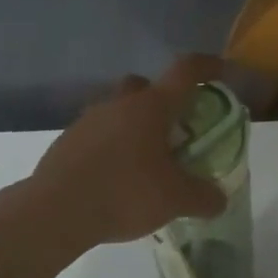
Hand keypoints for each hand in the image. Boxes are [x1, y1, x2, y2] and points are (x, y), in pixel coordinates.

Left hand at [29, 55, 229, 247]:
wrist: (56, 211)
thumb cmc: (124, 194)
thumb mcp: (176, 201)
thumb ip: (204, 197)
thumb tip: (218, 199)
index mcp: (150, 107)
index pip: (185, 71)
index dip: (207, 66)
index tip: (220, 71)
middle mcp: (118, 104)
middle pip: (144, 86)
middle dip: (162, 100)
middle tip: (174, 130)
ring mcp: (87, 121)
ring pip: (117, 111)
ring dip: (133, 127)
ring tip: (144, 162)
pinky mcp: (66, 142)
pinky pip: (96, 135)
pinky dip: (111, 148)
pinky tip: (115, 178)